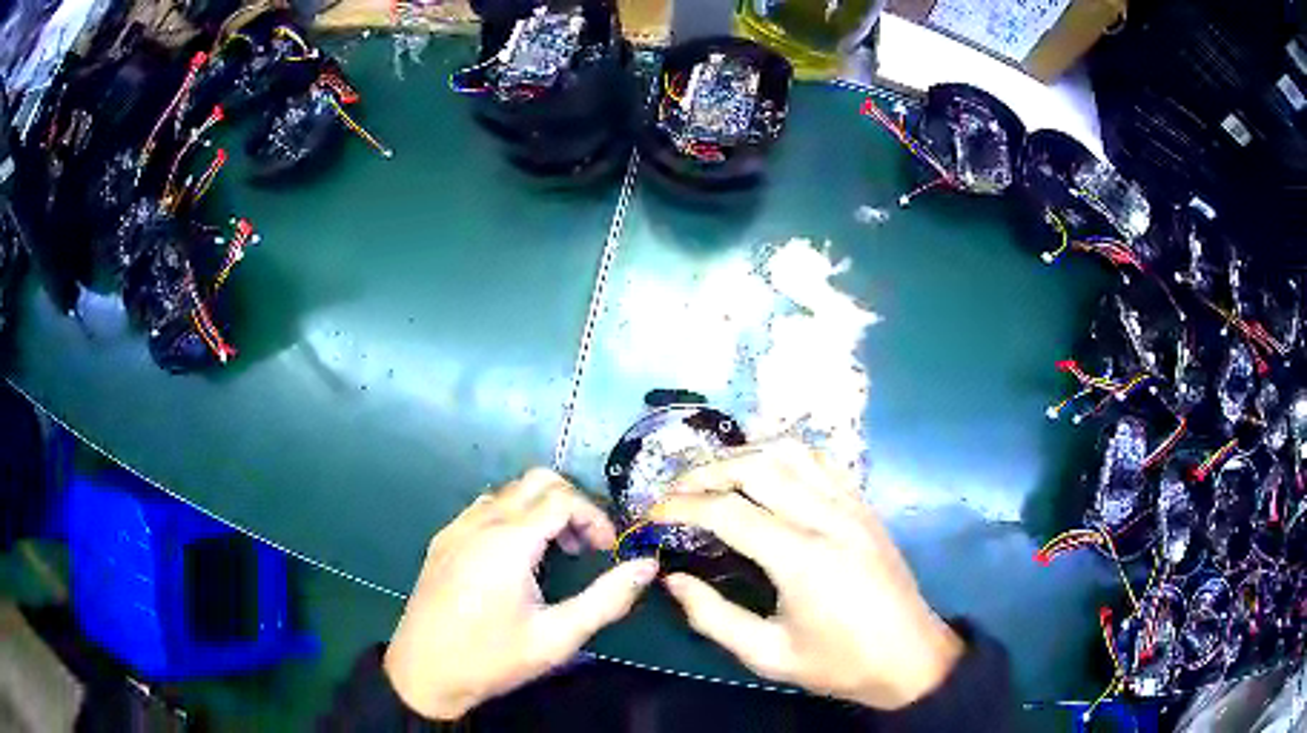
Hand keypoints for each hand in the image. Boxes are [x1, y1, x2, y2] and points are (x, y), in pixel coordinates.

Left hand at [383, 468, 658, 719]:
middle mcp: (480, 523)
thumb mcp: (557, 638)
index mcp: (508, 541)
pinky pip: (484, 509)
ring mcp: (456, 529)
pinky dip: (512, 517)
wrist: (423, 672)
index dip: (595, 517)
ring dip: (540, 509)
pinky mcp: (442, 541)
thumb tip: (647, 566)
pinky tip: (515, 559)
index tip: (608, 551)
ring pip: (508, 492)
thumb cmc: (492, 658)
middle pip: (536, 482)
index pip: (563, 498)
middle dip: (571, 504)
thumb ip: (607, 600)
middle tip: (585, 547)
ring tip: (555, 554)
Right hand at [648, 441, 961, 709]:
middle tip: (675, 490)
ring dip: (745, 454)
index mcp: (802, 559)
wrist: (910, 657)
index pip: (728, 512)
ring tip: (715, 477)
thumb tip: (671, 580)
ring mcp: (852, 506)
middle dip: (707, 471)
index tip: (652, 514)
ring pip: (791, 452)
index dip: (681, 507)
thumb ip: (713, 617)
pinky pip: (821, 461)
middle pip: (758, 466)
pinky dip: (785, 456)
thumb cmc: (839, 663)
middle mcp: (828, 519)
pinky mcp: (865, 506)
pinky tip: (767, 473)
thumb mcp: (769, 655)